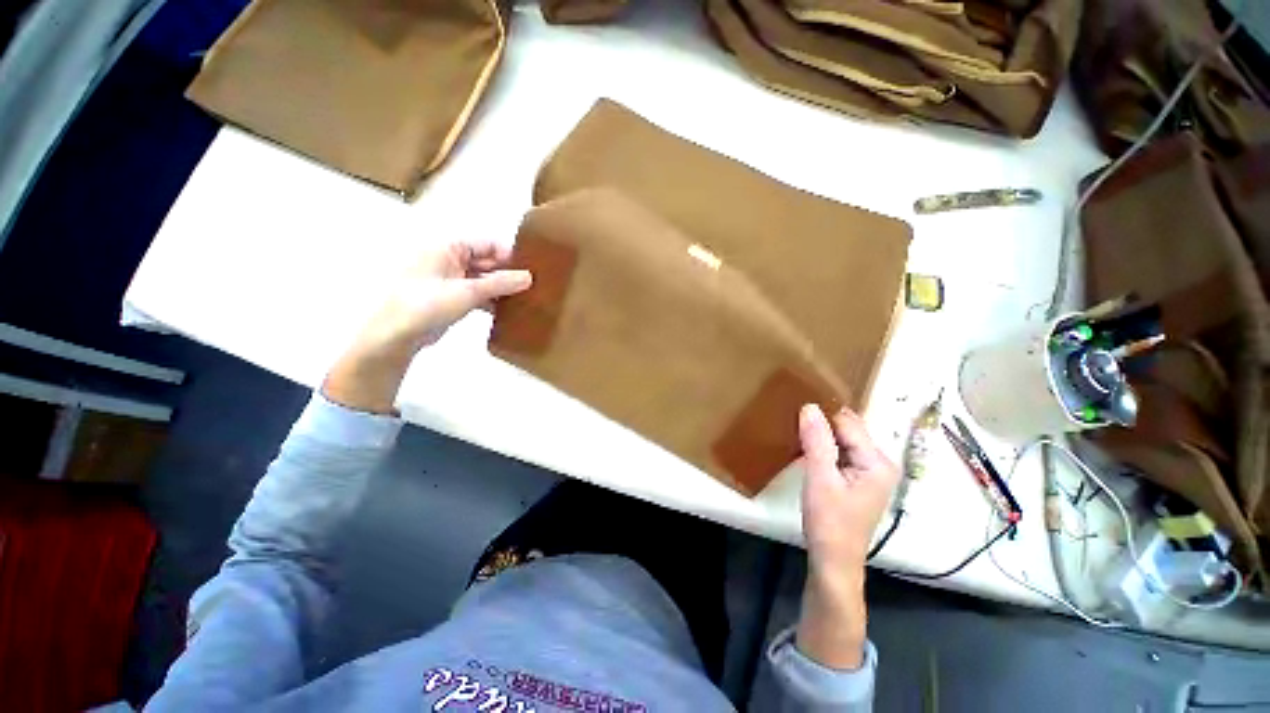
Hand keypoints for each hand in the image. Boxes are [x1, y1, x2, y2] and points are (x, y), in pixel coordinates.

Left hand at [322, 240, 531, 413]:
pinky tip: (508, 311)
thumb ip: (500, 283)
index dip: (509, 255)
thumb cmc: (427, 305)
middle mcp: (450, 260)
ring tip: (526, 299)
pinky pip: (478, 294)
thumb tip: (529, 277)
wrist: (397, 336)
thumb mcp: (467, 292)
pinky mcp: (452, 298)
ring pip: (484, 280)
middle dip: (508, 274)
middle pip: (487, 262)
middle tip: (534, 286)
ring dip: (501, 289)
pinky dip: (492, 301)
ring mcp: (451, 280)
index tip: (532, 269)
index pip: (487, 244)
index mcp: (449, 248)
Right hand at [795, 404, 899, 669]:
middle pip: (848, 430)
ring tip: (797, 432)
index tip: (796, 411)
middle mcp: (880, 462)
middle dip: (823, 425)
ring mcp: (871, 472)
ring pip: (843, 440)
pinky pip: (841, 452)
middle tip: (795, 422)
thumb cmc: (828, 521)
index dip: (822, 417)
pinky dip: (824, 448)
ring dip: (822, 436)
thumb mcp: (819, 478)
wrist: (833, 560)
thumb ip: (816, 441)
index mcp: (877, 461)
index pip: (847, 423)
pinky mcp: (859, 479)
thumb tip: (809, 406)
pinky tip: (808, 450)